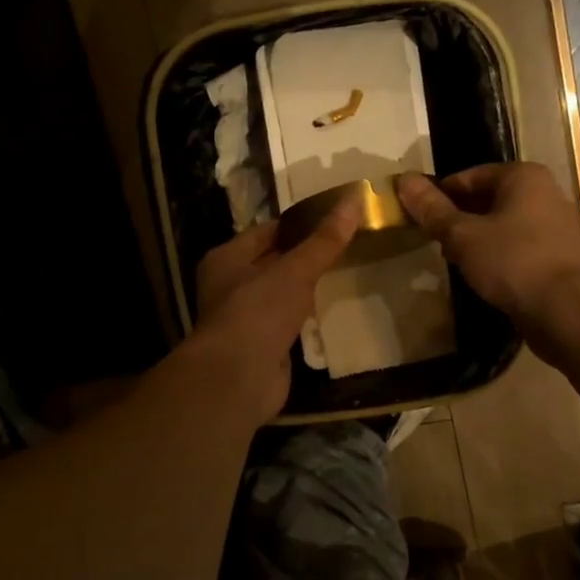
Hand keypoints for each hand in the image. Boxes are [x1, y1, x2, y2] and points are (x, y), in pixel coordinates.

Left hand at [191, 202, 360, 419]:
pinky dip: (304, 318)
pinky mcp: (260, 346)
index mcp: (226, 259)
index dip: (297, 224)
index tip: (331, 219)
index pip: (265, 232)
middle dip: (303, 257)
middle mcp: (229, 286)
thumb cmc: (259, 312)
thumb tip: (353, 201)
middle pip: (272, 263)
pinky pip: (286, 324)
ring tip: (342, 274)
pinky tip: (329, 311)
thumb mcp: (295, 270)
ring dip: (304, 289)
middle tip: (343, 245)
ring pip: (279, 295)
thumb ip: (324, 241)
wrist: (239, 378)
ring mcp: (244, 319)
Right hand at [397, 163, 579, 326]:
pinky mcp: (558, 256)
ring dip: (476, 240)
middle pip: (487, 200)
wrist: (567, 310)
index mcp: (523, 176)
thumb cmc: (513, 262)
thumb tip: (403, 180)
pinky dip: (498, 256)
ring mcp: (555, 226)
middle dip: (458, 220)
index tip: (419, 218)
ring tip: (454, 261)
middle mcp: (544, 193)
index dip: (439, 196)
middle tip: (434, 242)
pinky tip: (482, 277)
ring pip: (503, 225)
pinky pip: (518, 247)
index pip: (468, 176)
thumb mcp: (463, 235)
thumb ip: (433, 209)